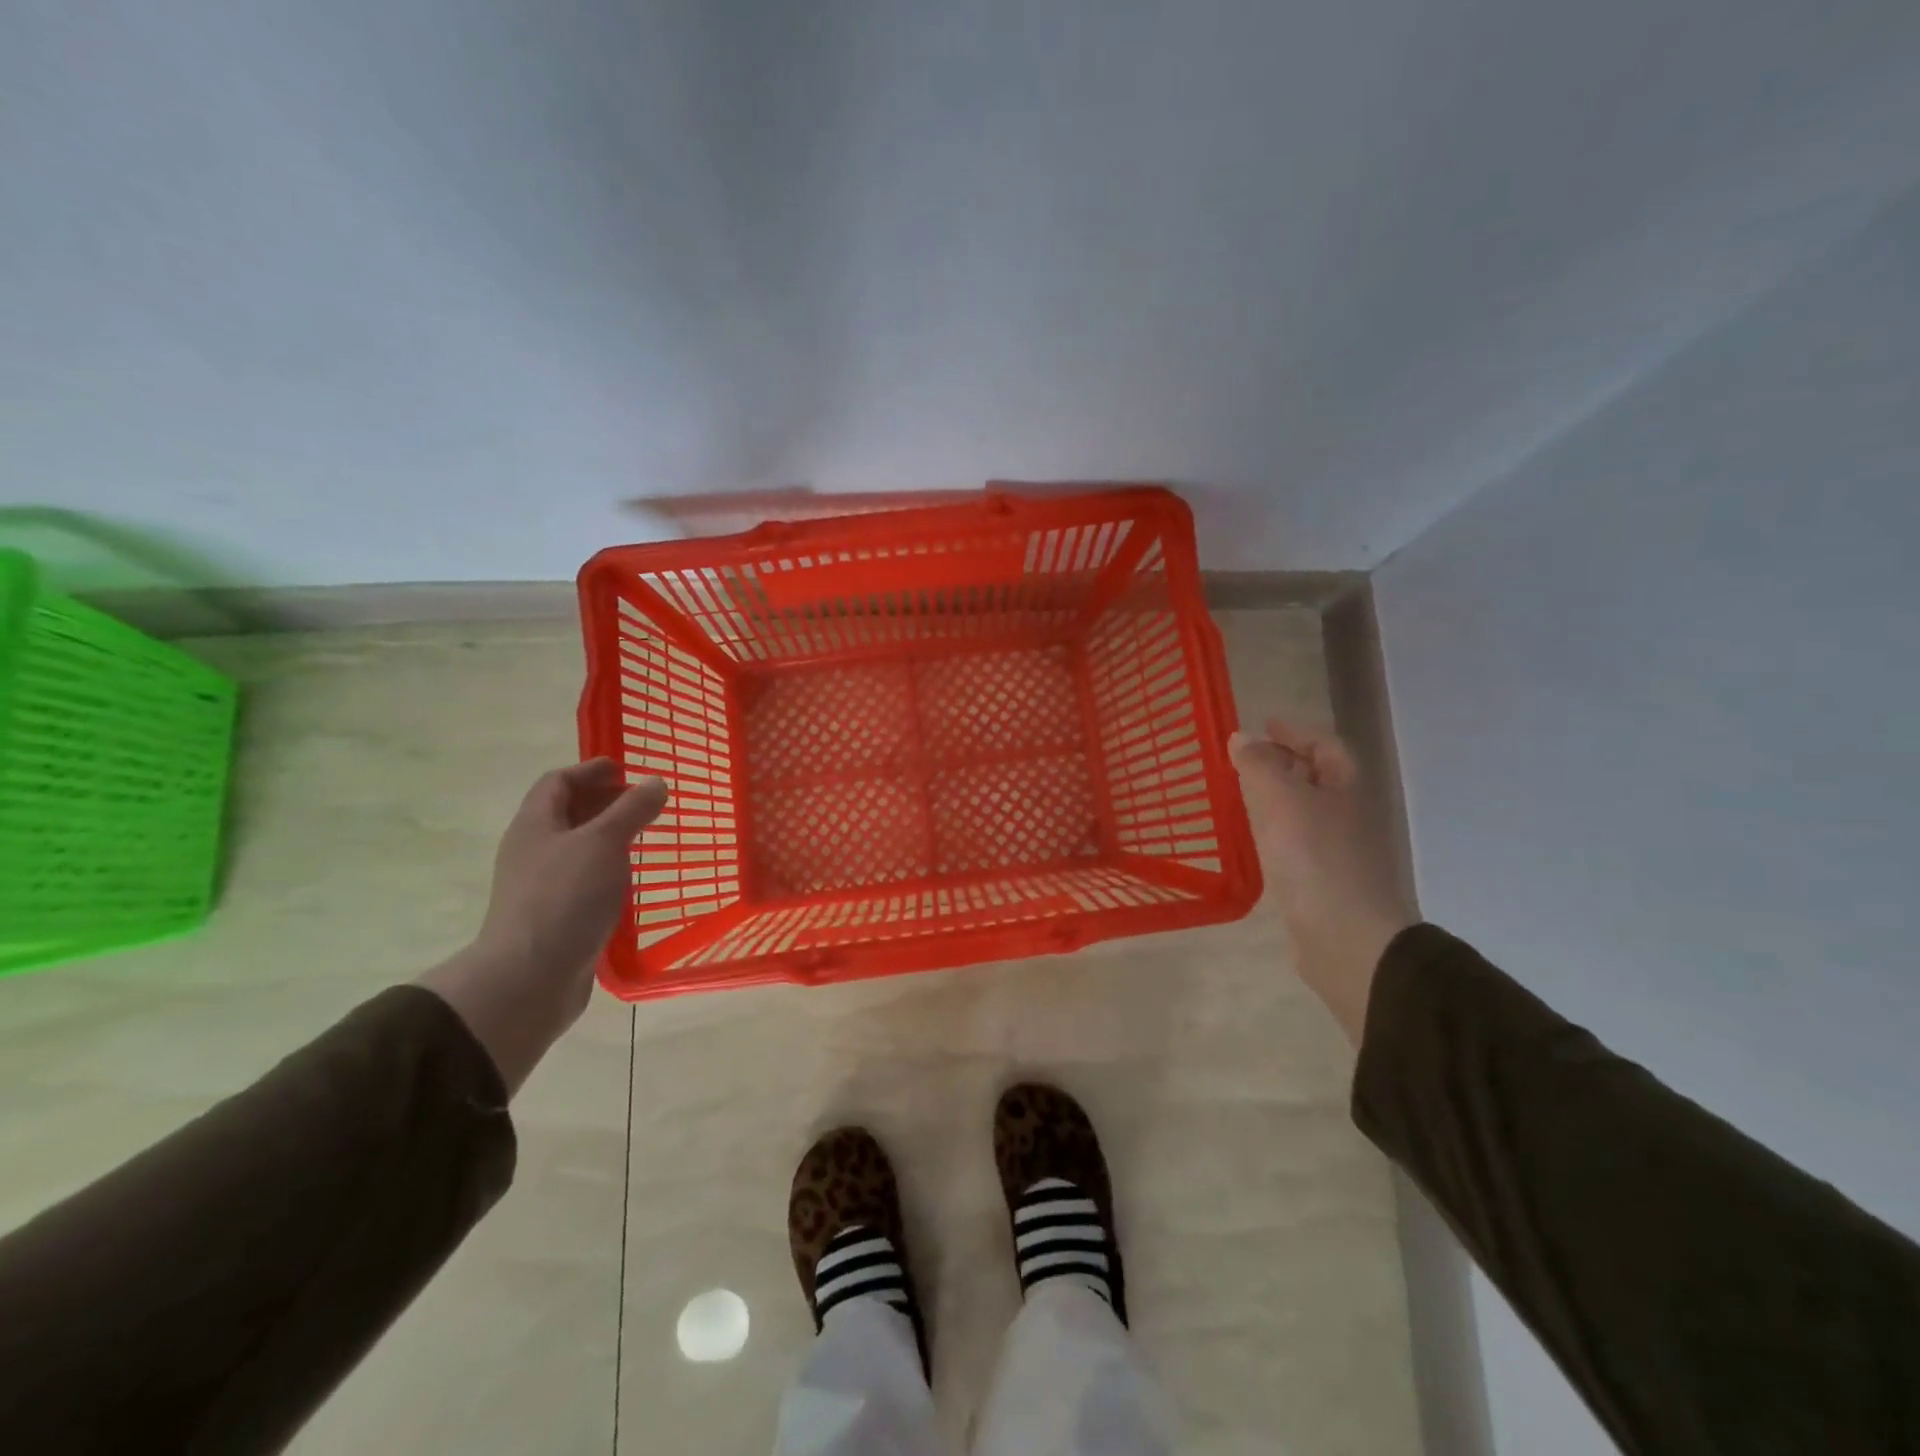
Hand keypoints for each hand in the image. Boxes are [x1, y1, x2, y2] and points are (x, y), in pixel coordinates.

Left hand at [420, 759, 667, 1093]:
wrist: (529, 978)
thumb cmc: (564, 898)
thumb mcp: (604, 843)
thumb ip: (631, 810)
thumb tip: (656, 782)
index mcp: (535, 825)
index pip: (557, 782)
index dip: (589, 770)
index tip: (624, 769)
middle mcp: (532, 851)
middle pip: (565, 814)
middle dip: (601, 803)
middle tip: (641, 802)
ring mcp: (540, 887)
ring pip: (575, 850)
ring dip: (606, 839)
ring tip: (641, 839)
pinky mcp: (554, 918)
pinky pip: (582, 881)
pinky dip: (606, 872)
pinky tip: (630, 882)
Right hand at [1229, 720, 1412, 1043]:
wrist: (1344, 937)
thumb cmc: (1316, 857)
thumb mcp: (1282, 799)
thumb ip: (1260, 764)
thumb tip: (1241, 737)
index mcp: (1345, 789)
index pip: (1326, 746)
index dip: (1297, 732)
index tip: (1265, 724)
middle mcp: (1346, 815)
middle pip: (1318, 777)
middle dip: (1285, 762)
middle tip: (1245, 757)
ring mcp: (1335, 851)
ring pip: (1304, 811)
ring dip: (1276, 796)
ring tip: (1239, 791)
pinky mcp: (1319, 883)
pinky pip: (1294, 842)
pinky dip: (1272, 830)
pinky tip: (1250, 838)